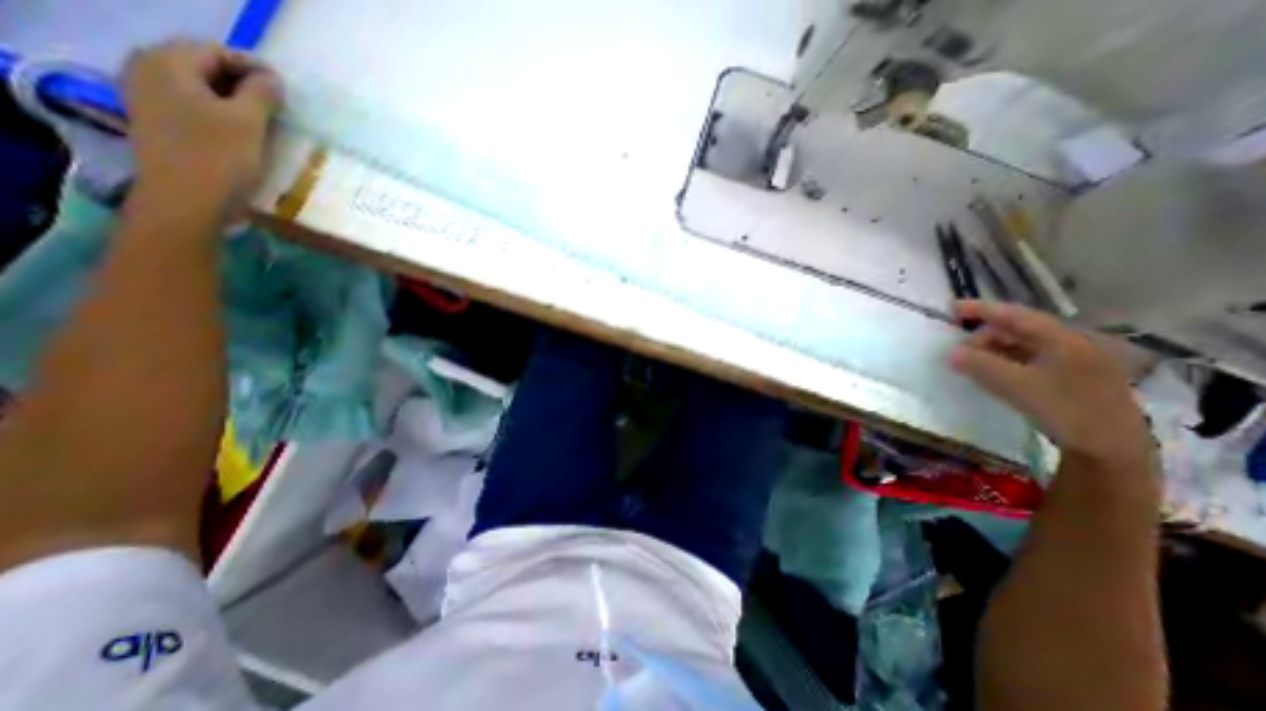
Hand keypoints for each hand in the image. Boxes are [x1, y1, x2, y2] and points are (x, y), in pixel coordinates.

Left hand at [121, 43, 279, 214]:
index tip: (286, 89)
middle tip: (279, 105)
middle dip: (244, 83)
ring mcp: (150, 98)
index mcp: (166, 63)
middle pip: (204, 66)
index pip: (215, 51)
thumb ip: (261, 94)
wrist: (187, 201)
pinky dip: (221, 113)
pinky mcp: (160, 122)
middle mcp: (148, 71)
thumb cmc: (219, 158)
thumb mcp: (248, 123)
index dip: (253, 67)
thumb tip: (271, 78)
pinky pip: (194, 105)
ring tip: (267, 119)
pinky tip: (244, 131)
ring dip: (235, 100)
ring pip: (201, 88)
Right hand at [950, 296, 1149, 467]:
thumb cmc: (1064, 410)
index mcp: (1064, 339)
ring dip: (995, 351)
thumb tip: (951, 352)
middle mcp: (1073, 344)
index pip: (1015, 315)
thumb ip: (980, 365)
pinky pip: (1032, 361)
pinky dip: (1008, 362)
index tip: (951, 308)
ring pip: (1025, 346)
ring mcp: (1077, 362)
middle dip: (985, 336)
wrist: (1111, 451)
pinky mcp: (1074, 379)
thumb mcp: (1015, 385)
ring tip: (971, 363)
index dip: (981, 309)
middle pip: (1020, 330)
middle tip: (959, 351)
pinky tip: (995, 374)